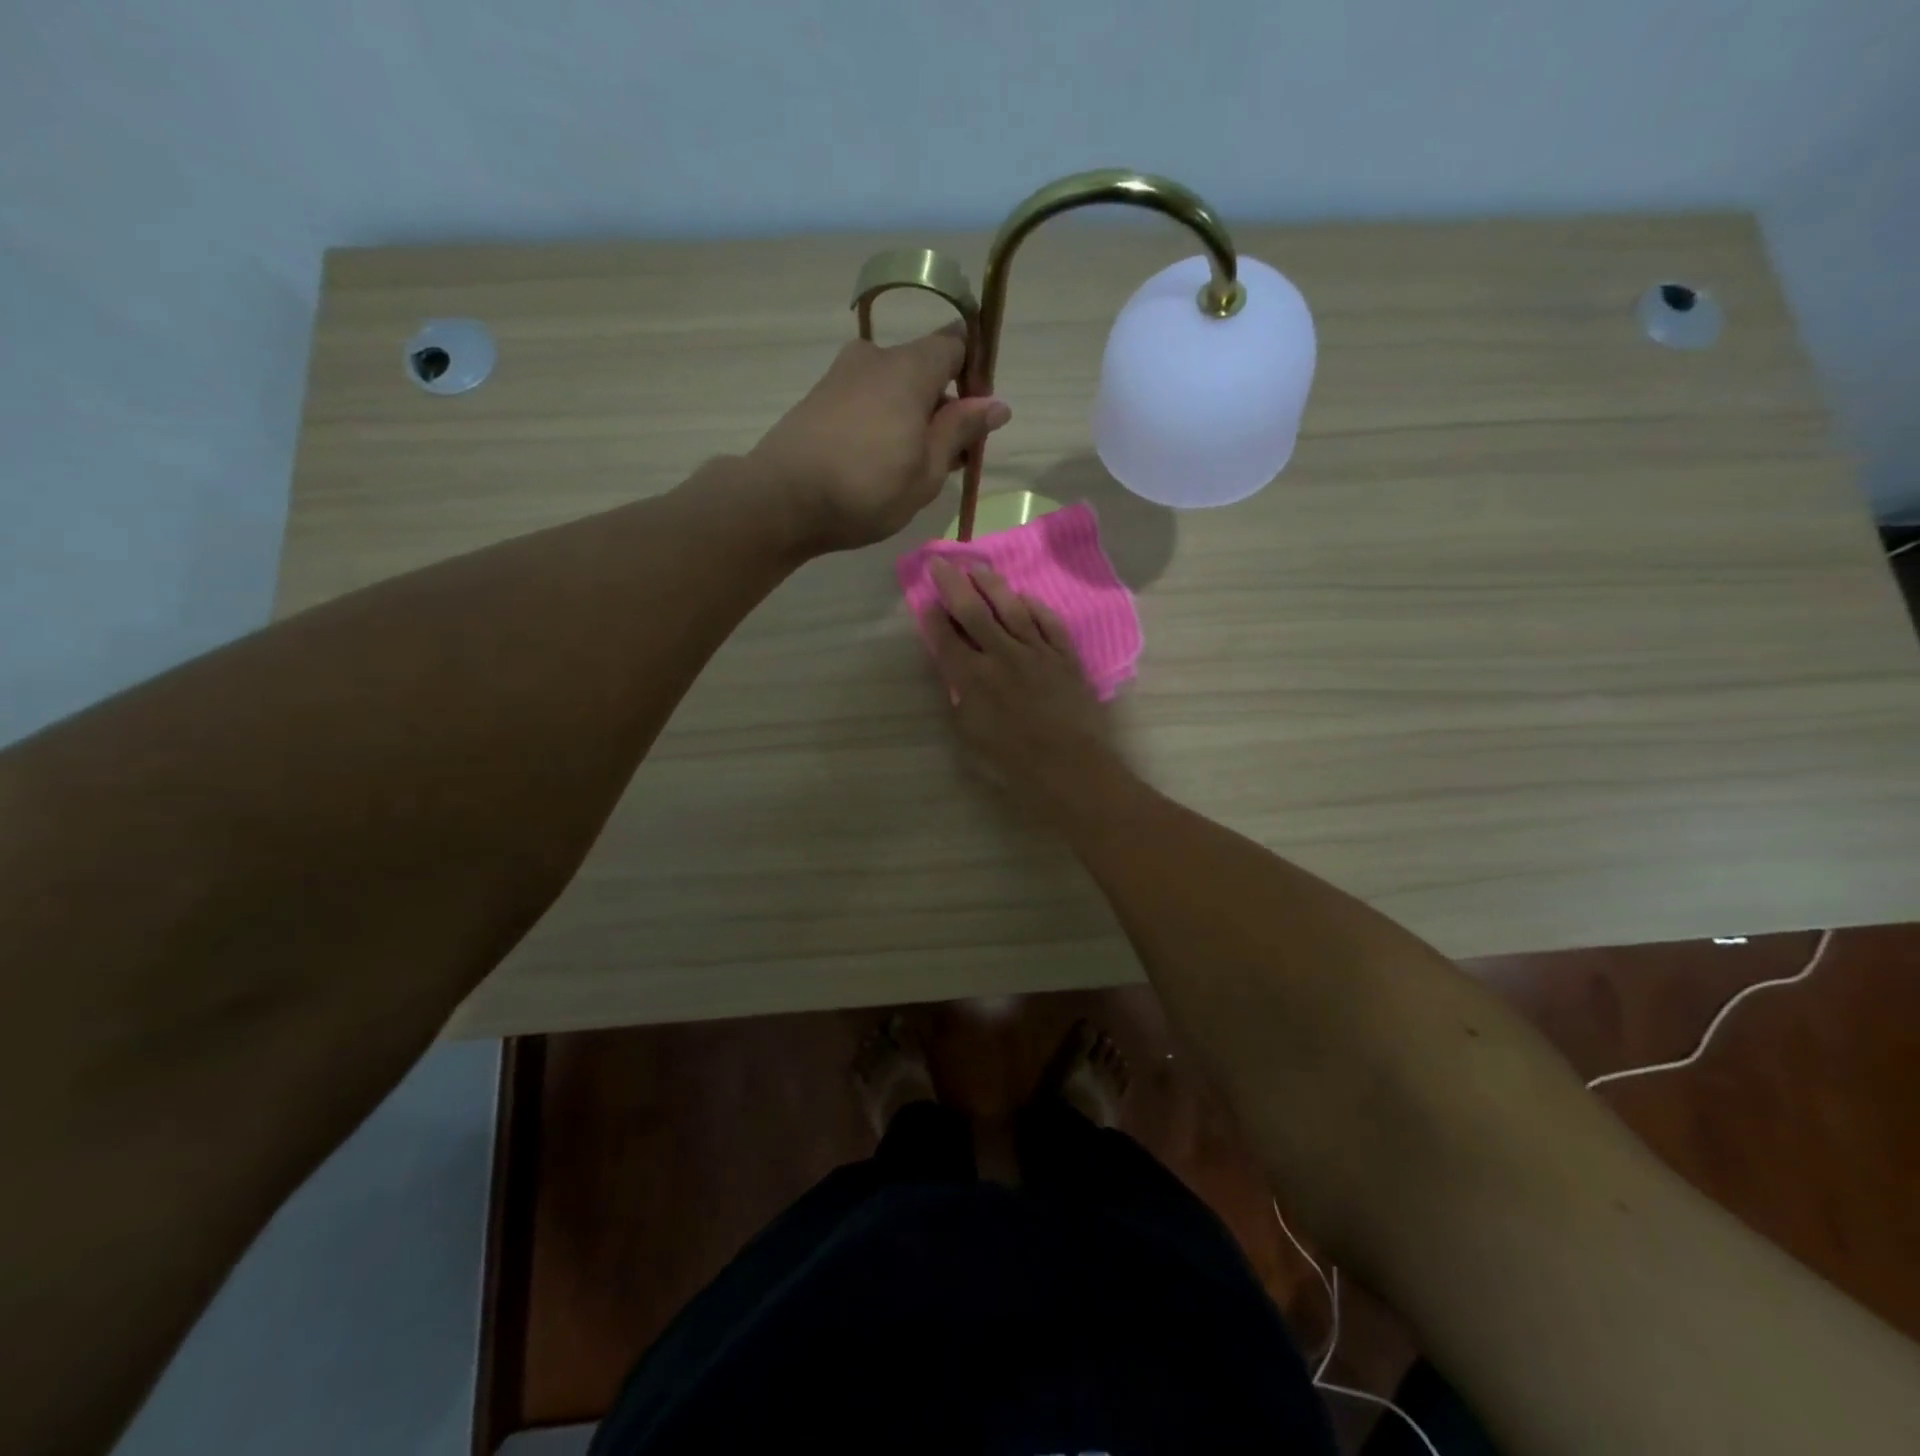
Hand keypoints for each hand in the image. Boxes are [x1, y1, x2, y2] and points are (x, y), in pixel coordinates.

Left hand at [749, 327, 1011, 553]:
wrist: (781, 500)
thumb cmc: (867, 488)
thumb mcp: (927, 469)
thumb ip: (961, 431)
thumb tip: (997, 404)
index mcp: (909, 367)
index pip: (955, 344)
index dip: (974, 377)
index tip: (975, 421)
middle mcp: (874, 358)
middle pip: (923, 368)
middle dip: (942, 406)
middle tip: (947, 459)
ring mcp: (841, 376)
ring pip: (894, 388)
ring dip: (911, 419)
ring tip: (911, 470)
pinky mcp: (819, 399)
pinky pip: (866, 401)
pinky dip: (882, 424)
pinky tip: (877, 466)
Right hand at [922, 559, 1119, 811]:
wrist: (1069, 767)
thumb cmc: (1012, 763)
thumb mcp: (970, 737)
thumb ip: (959, 699)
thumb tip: (955, 674)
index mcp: (972, 679)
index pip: (946, 638)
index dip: (933, 617)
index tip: (925, 599)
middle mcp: (1001, 656)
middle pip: (973, 611)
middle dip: (953, 584)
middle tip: (940, 561)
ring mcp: (1036, 652)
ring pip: (1011, 608)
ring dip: (992, 585)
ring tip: (978, 567)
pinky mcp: (1065, 657)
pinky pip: (1048, 623)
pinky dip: (1035, 607)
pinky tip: (1024, 597)